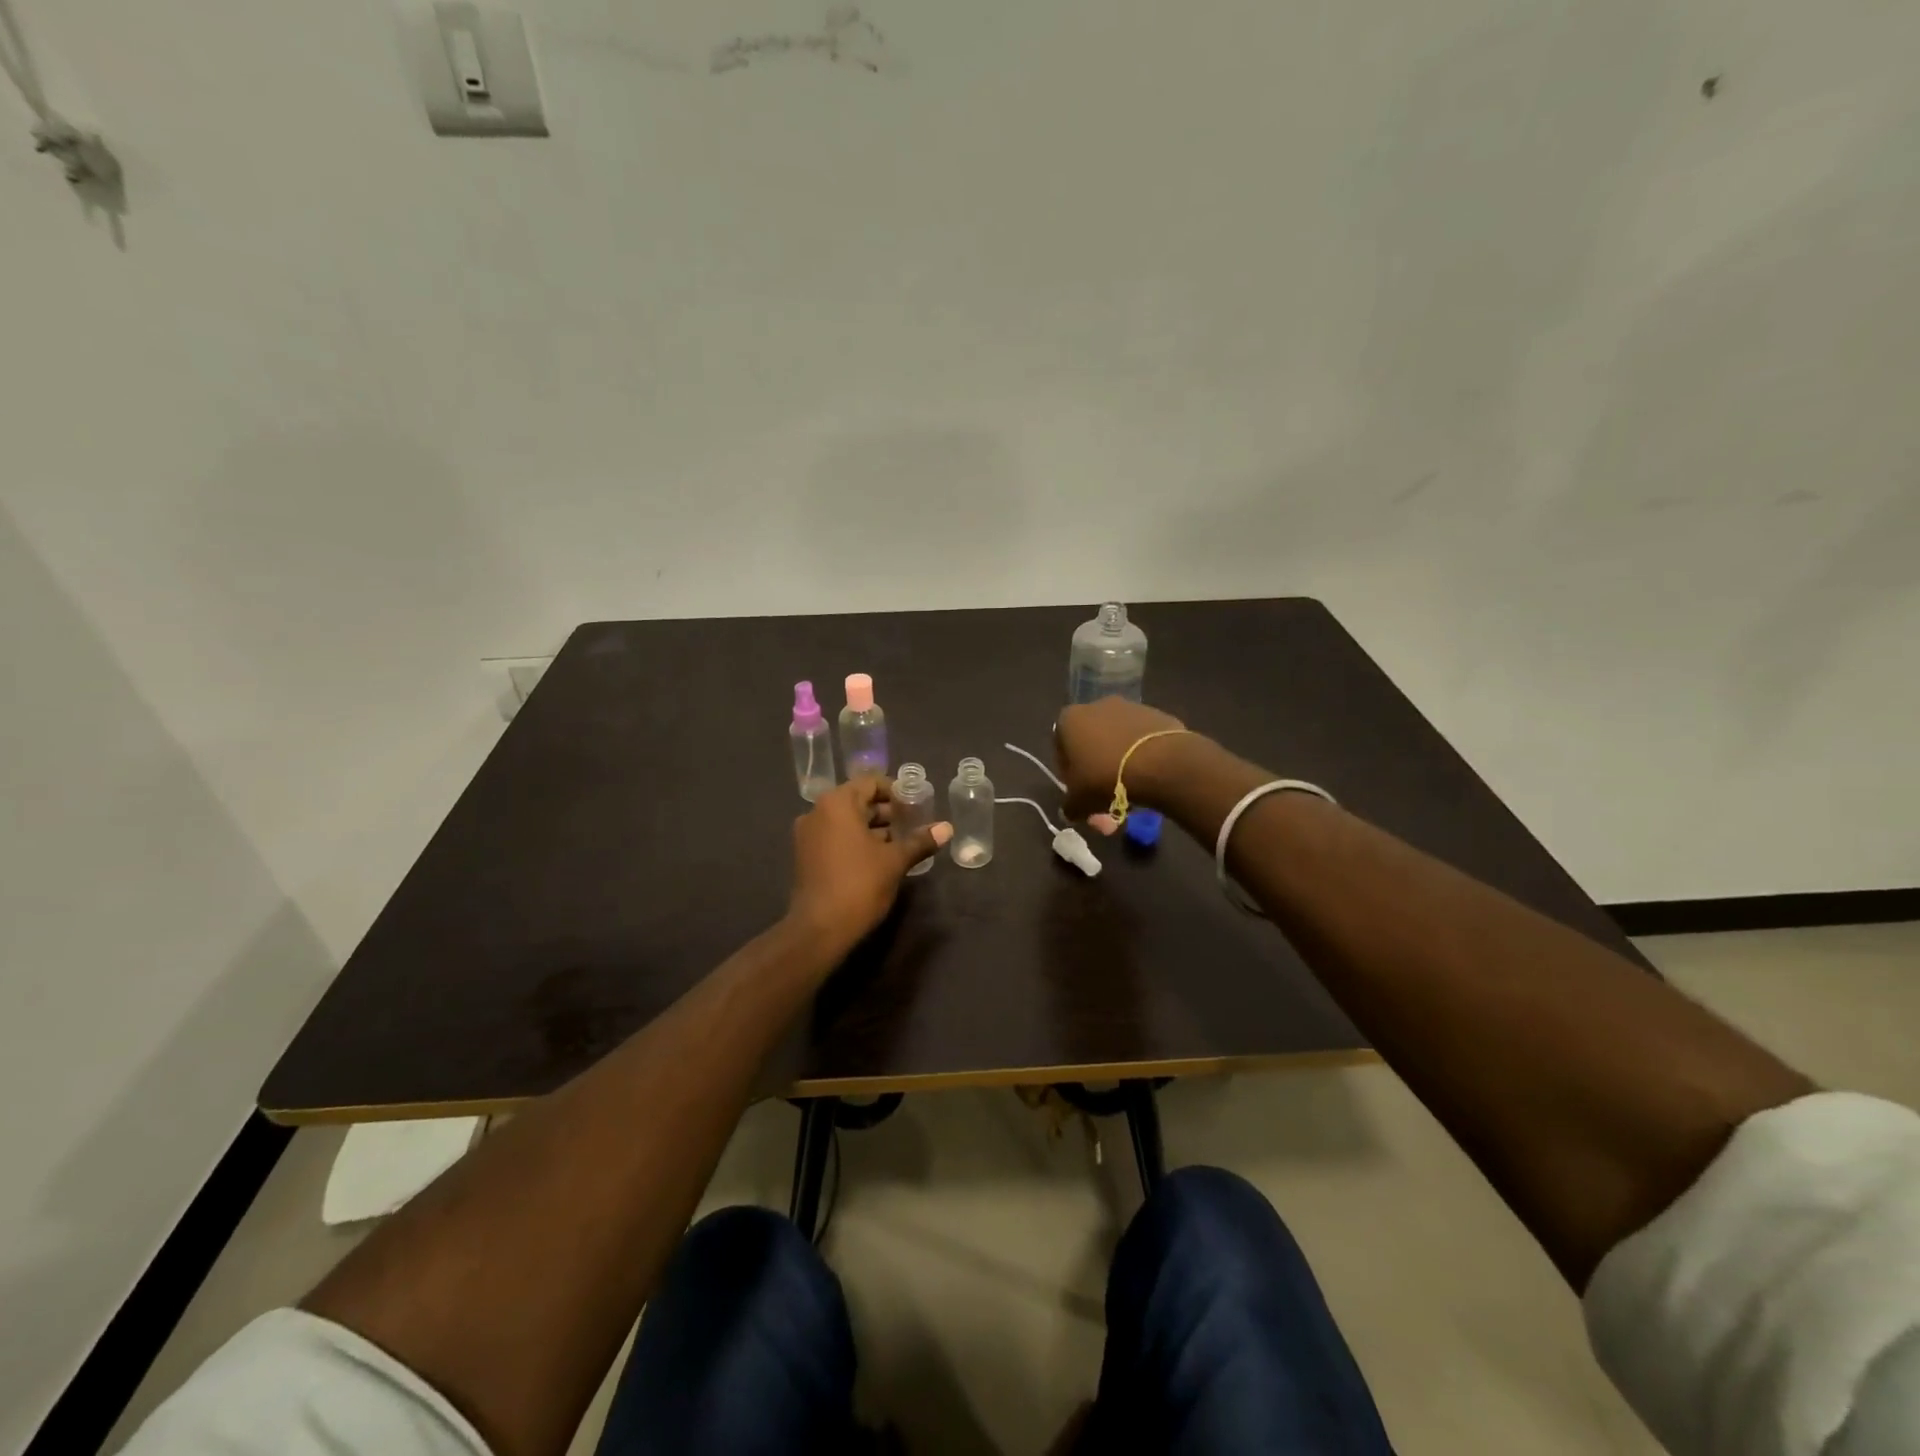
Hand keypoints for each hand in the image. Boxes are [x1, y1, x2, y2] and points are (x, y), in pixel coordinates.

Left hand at [787, 777, 950, 950]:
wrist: (819, 930)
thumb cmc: (859, 885)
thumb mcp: (895, 861)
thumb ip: (920, 841)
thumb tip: (947, 828)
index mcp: (837, 804)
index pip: (871, 783)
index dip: (896, 791)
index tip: (917, 806)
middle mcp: (817, 812)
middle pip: (858, 801)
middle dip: (887, 812)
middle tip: (914, 824)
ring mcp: (808, 835)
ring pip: (847, 821)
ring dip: (874, 828)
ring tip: (902, 842)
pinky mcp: (806, 856)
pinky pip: (836, 837)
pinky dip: (857, 841)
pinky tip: (881, 858)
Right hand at [1054, 698, 1196, 819]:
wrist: (1160, 763)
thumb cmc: (1106, 777)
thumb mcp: (1079, 801)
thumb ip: (1070, 806)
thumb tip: (1070, 812)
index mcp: (1070, 719)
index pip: (1061, 748)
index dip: (1069, 773)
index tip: (1079, 791)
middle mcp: (1096, 706)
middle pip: (1091, 743)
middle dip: (1096, 770)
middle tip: (1105, 797)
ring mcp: (1130, 707)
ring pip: (1118, 741)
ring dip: (1120, 762)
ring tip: (1131, 791)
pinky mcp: (1156, 714)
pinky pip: (1142, 740)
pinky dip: (1142, 756)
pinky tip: (1149, 778)